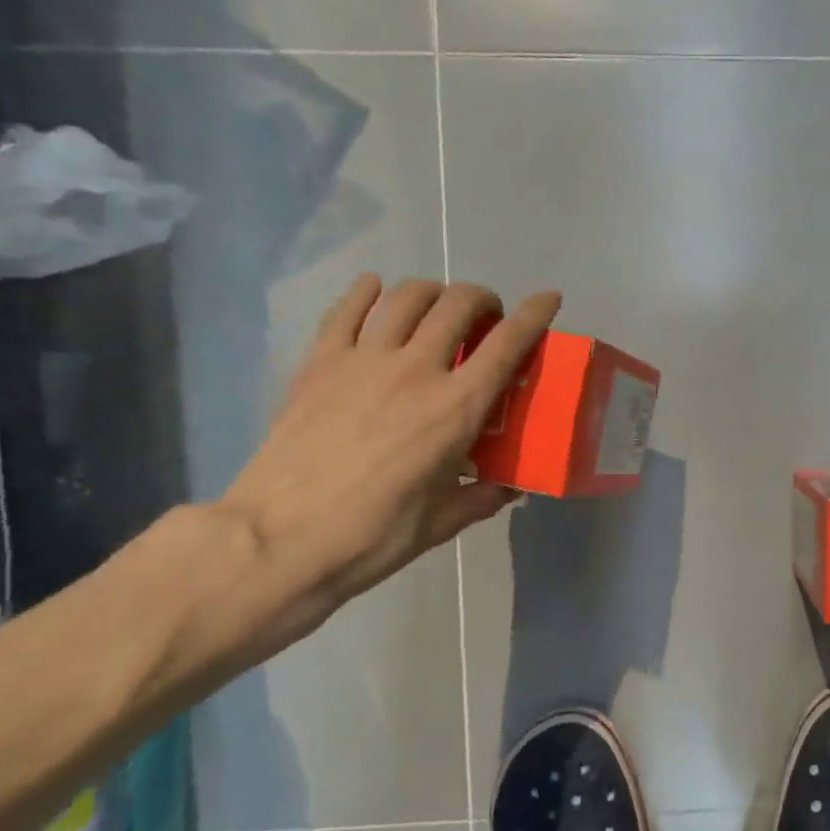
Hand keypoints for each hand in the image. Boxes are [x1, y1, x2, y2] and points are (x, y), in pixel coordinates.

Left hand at [212, 275, 559, 646]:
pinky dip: (368, 291)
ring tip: (438, 307)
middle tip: (486, 319)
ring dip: (434, 292)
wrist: (281, 540)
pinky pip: (347, 309)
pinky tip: (376, 290)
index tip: (548, 298)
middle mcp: (416, 370)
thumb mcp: (444, 521)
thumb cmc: (374, 535)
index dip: (535, 314)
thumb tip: (512, 486)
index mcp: (457, 408)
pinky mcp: (320, 362)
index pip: (507, 344)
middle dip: (483, 300)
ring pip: (407, 296)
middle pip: (459, 305)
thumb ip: (485, 496)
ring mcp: (364, 360)